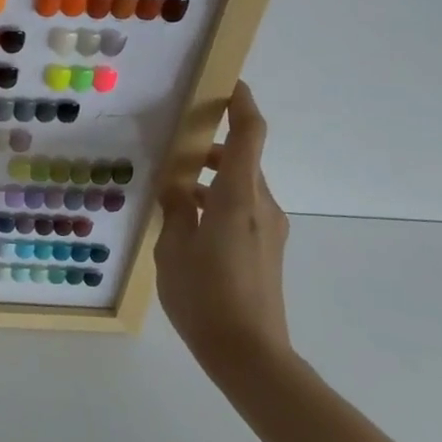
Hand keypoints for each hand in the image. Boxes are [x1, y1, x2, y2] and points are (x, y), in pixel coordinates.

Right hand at [156, 81, 292, 382]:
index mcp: (236, 198)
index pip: (248, 136)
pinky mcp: (268, 249)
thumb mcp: (173, 250)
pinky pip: (242, 209)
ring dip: (211, 179)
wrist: (251, 356)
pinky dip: (218, 202)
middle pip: (241, 160)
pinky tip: (188, 226)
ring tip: (172, 192)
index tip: (229, 84)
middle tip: (173, 146)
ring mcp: (269, 229)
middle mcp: (260, 206)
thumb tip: (176, 187)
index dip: (242, 105)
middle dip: (210, 147)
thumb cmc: (205, 298)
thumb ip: (175, 210)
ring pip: (240, 186)